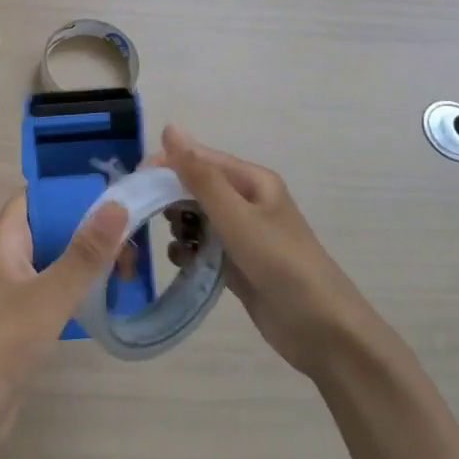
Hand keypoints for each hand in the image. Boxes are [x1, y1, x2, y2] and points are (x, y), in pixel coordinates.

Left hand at [0, 191, 130, 447]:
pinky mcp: (26, 321)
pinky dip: (84, 288)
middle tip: (134, 238)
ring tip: (131, 269)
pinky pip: (59, 290)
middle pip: (53, 227)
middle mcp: (11, 258)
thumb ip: (85, 253)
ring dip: (91, 260)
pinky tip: (110, 298)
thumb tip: (118, 204)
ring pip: (59, 260)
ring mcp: (18, 291)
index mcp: (7, 240)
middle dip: (91, 228)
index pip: (37, 197)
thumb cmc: (1, 344)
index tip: (113, 190)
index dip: (70, 190)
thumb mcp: (49, 296)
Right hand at [161, 125, 371, 378]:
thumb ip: (200, 176)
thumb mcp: (237, 217)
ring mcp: (242, 234)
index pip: (199, 159)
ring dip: (180, 227)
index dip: (166, 166)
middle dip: (171, 200)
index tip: (136, 183)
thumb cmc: (281, 263)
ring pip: (197, 218)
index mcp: (252, 181)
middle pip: (196, 188)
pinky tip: (184, 263)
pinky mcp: (238, 263)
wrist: (322, 330)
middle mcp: (247, 201)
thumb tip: (169, 129)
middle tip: (149, 218)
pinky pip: (203, 246)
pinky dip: (189, 251)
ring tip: (177, 245)